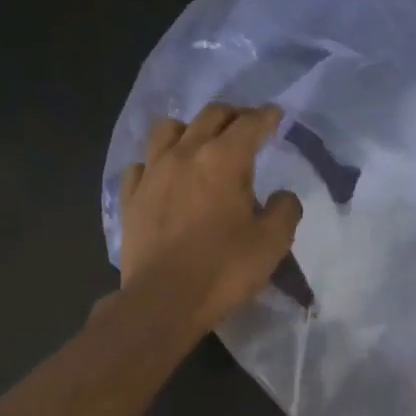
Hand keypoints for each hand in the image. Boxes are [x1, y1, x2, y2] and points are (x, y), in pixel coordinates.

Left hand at [119, 104, 301, 331]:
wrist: (163, 300)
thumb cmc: (224, 269)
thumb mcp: (272, 243)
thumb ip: (284, 211)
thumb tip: (283, 196)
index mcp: (224, 159)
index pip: (250, 124)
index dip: (267, 116)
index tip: (276, 115)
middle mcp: (185, 154)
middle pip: (210, 115)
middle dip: (233, 114)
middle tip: (246, 124)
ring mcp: (152, 173)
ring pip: (167, 129)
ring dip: (189, 128)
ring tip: (199, 142)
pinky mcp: (131, 196)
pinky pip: (142, 164)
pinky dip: (156, 162)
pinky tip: (164, 175)